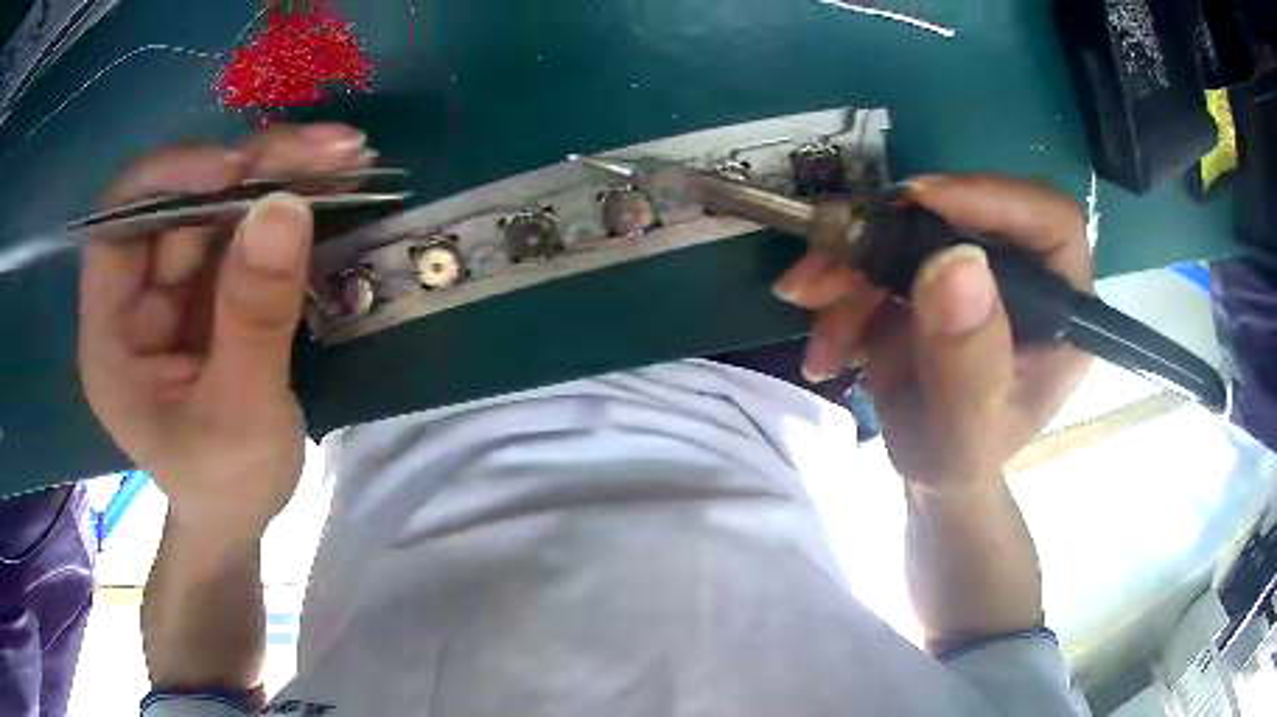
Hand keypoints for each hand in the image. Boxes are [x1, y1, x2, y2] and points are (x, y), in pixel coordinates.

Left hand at [79, 124, 371, 540]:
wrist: (242, 513)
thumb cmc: (227, 485)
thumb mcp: (241, 420)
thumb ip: (253, 322)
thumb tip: (284, 208)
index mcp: (111, 335)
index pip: (118, 226)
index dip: (168, 181)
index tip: (237, 169)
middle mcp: (136, 294)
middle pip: (182, 202)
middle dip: (251, 169)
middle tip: (328, 151)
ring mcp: (175, 285)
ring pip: (221, 204)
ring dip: (281, 174)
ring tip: (347, 158)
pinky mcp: (212, 284)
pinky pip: (248, 227)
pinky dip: (291, 201)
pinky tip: (336, 185)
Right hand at [774, 176, 1093, 490]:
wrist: (924, 469)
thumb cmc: (957, 464)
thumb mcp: (963, 438)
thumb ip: (968, 367)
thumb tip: (957, 262)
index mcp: (1060, 313)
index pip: (1051, 221)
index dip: (992, 198)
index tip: (919, 202)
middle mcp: (1022, 275)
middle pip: (965, 211)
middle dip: (886, 236)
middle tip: (827, 265)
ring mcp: (973, 269)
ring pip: (908, 228)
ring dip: (848, 267)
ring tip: (815, 325)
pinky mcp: (931, 271)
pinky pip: (878, 252)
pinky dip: (838, 288)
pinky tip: (825, 344)